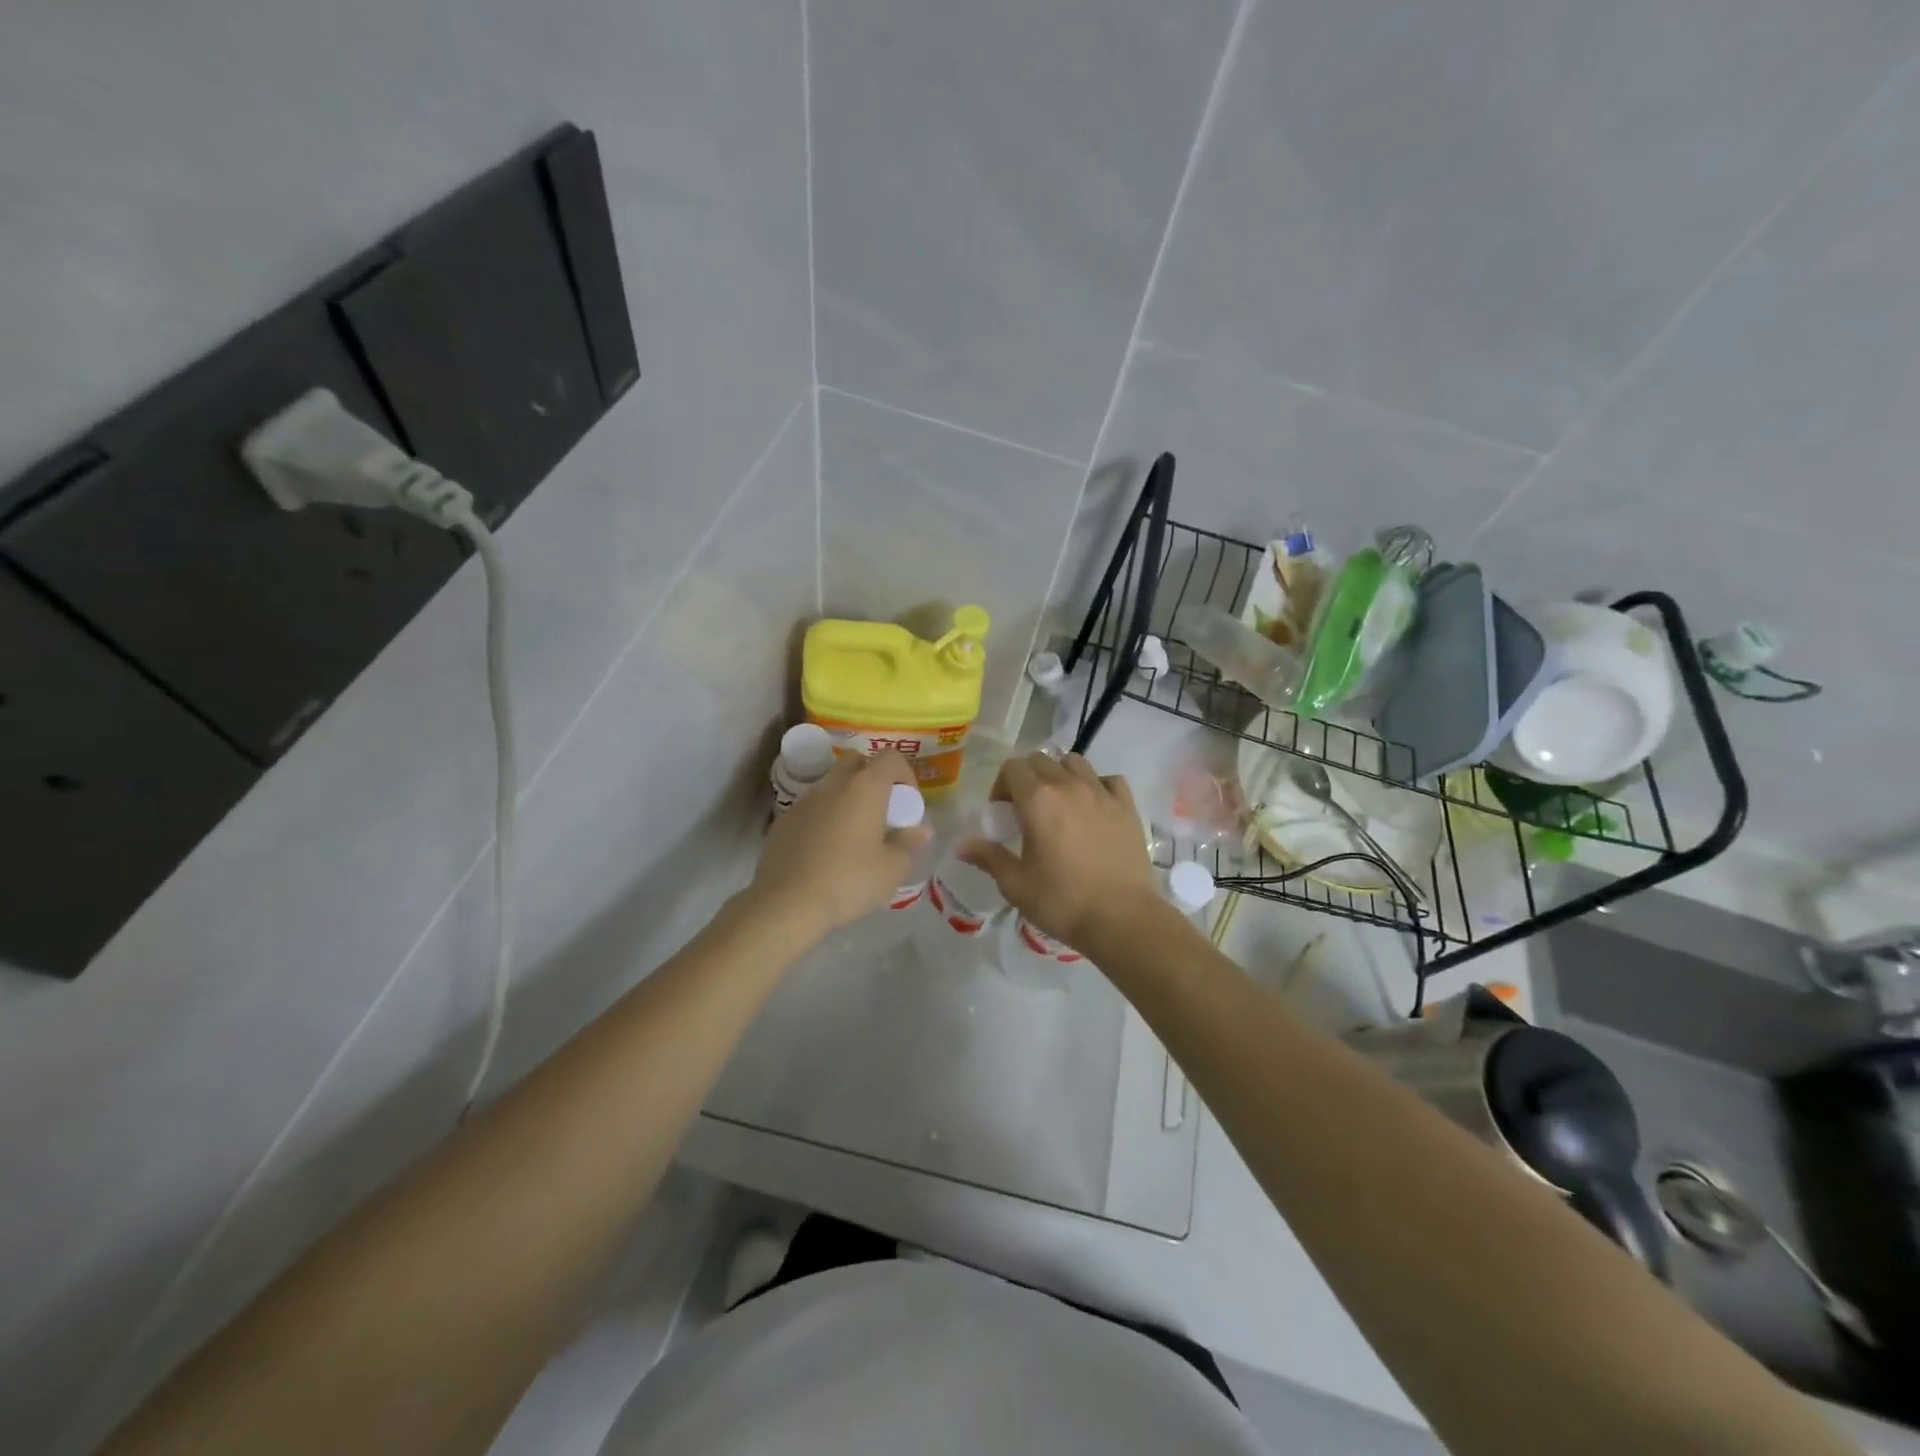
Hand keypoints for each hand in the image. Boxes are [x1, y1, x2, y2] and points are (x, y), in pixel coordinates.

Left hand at [751, 750, 930, 937]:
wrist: (786, 904)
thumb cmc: (848, 881)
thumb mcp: (892, 870)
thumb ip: (910, 844)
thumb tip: (920, 830)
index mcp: (865, 788)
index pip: (890, 758)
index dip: (905, 774)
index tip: (907, 803)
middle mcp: (833, 785)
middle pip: (856, 762)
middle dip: (872, 778)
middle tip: (881, 811)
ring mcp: (803, 801)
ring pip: (831, 785)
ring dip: (846, 799)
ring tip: (853, 836)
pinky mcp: (782, 822)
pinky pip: (811, 808)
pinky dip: (823, 818)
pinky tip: (824, 852)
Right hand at [958, 752, 1156, 949]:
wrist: (1120, 918)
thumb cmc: (1061, 900)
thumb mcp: (1015, 883)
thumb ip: (988, 857)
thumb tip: (960, 845)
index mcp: (1038, 799)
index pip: (1012, 768)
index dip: (1001, 786)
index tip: (1002, 813)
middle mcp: (1069, 785)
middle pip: (1041, 760)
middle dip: (1027, 778)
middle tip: (1026, 810)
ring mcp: (1102, 793)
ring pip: (1075, 763)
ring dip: (1060, 775)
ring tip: (1059, 804)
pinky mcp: (1127, 806)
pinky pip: (1108, 780)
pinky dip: (1097, 785)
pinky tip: (1093, 807)